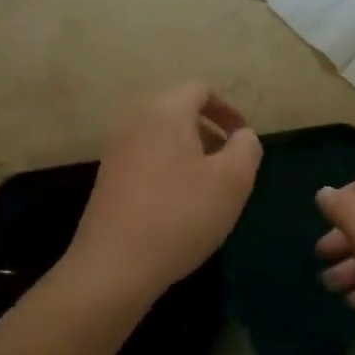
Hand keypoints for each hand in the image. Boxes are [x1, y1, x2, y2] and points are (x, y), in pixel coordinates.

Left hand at [62, 81, 261, 307]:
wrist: (114, 264)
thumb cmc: (180, 215)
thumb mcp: (232, 182)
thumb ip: (246, 148)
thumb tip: (242, 136)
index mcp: (165, 110)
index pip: (200, 90)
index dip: (227, 109)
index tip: (243, 138)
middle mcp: (135, 119)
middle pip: (179, 110)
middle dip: (208, 130)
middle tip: (229, 163)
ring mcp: (116, 147)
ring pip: (162, 135)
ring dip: (189, 151)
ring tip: (208, 186)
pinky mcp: (107, 176)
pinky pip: (146, 156)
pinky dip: (168, 166)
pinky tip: (178, 204)